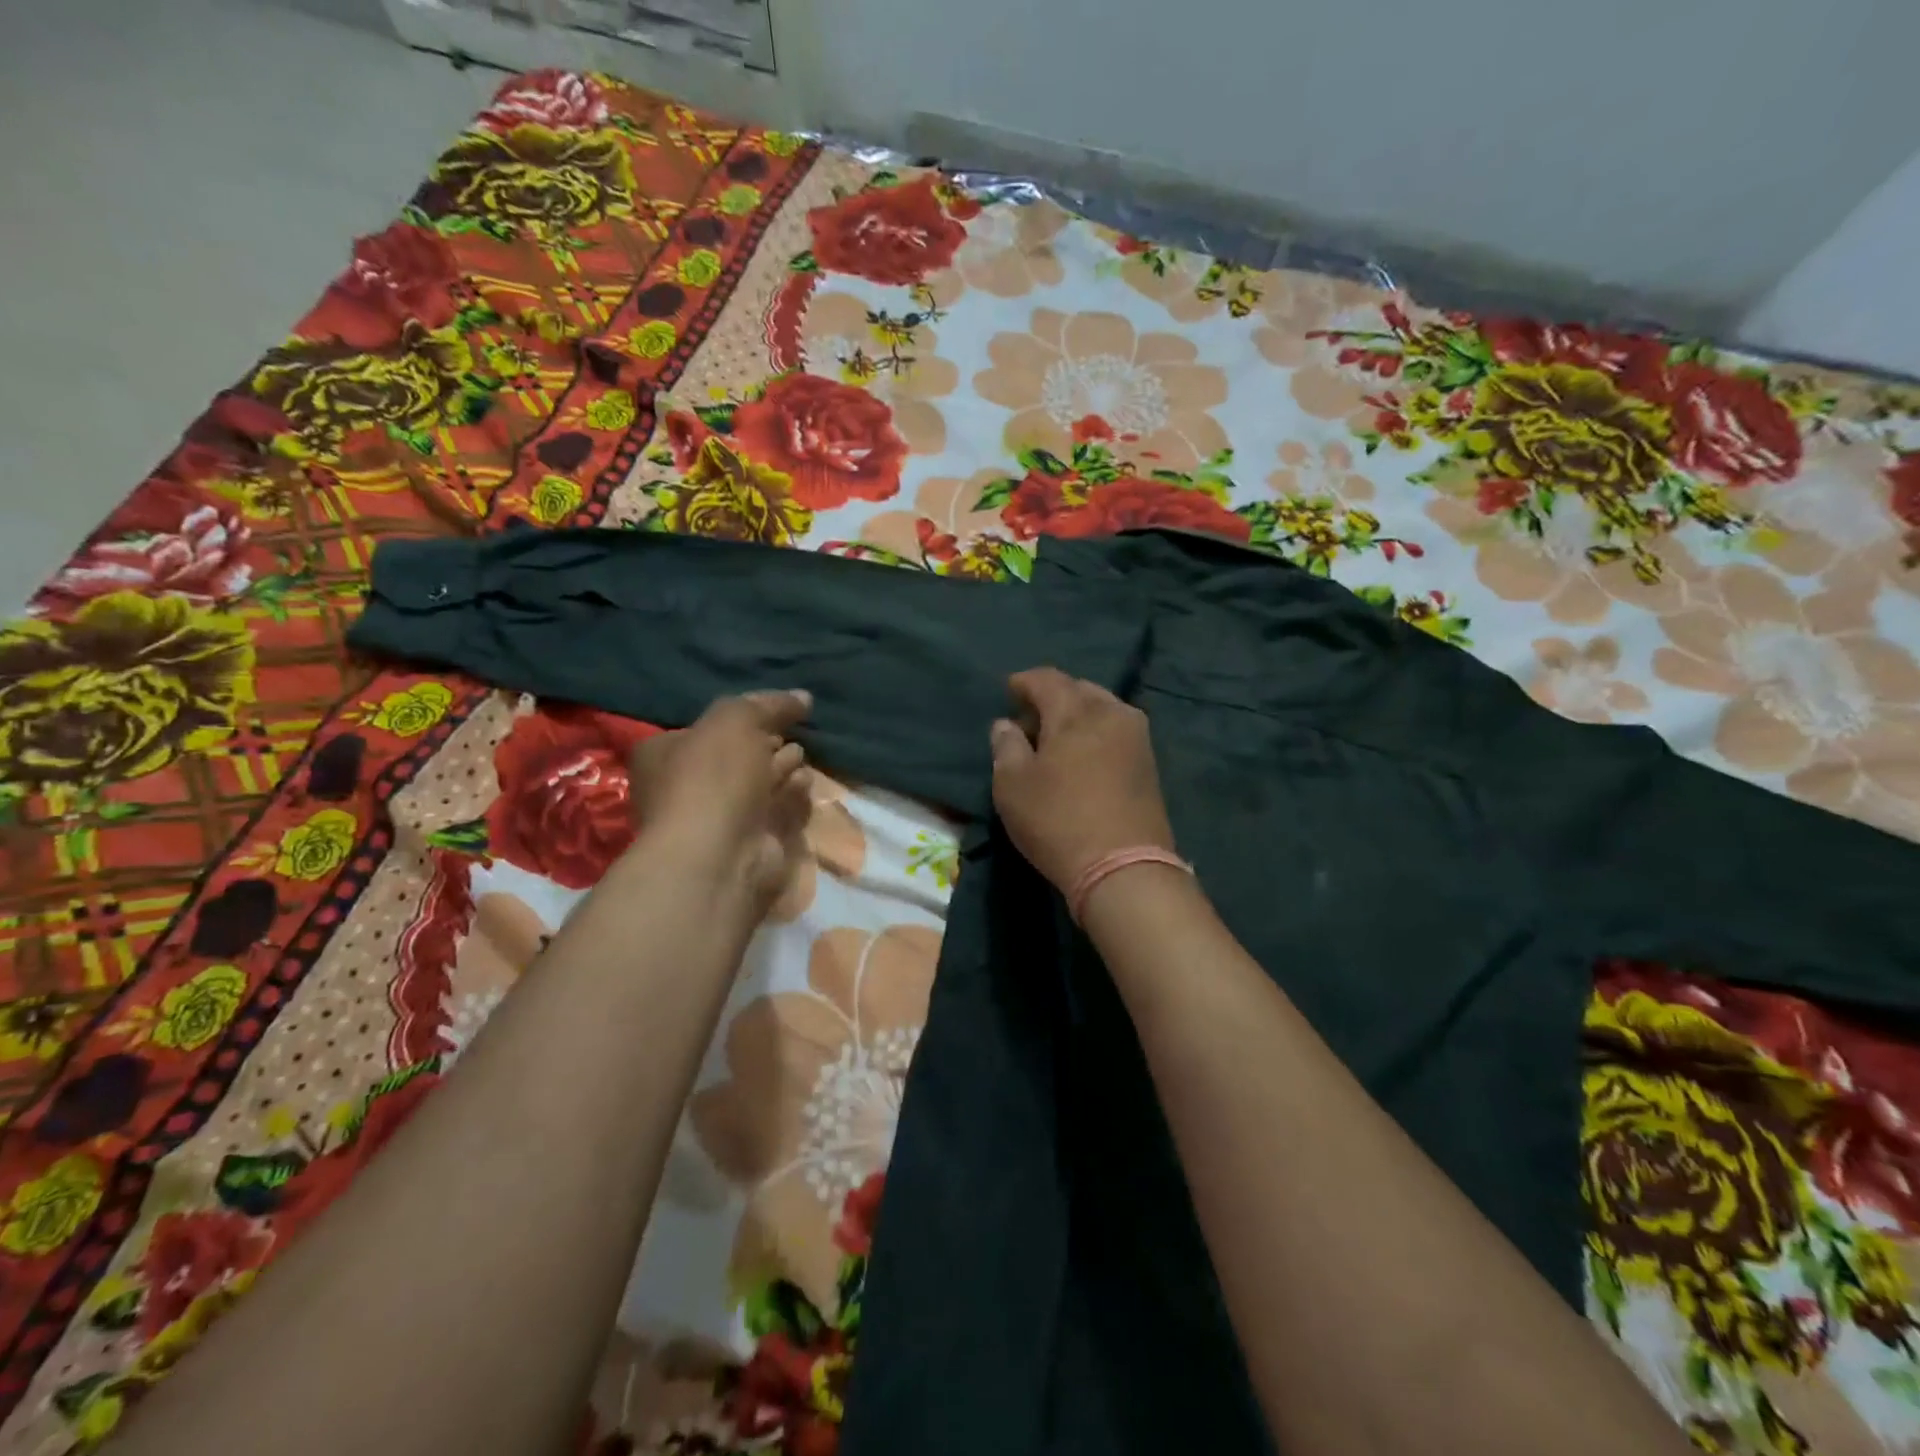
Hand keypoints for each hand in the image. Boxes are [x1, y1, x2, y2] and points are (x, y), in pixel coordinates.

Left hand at [628, 690, 812, 914]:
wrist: (720, 854)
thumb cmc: (714, 776)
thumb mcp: (735, 719)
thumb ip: (769, 704)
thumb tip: (803, 697)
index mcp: (665, 754)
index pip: (707, 727)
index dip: (742, 716)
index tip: (775, 710)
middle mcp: (687, 786)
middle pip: (736, 756)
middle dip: (766, 743)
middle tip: (792, 731)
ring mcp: (719, 818)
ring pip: (758, 784)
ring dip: (782, 768)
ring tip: (801, 754)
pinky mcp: (751, 842)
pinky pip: (777, 810)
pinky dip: (792, 796)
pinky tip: (804, 783)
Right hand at [989, 668, 1174, 892]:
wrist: (1124, 868)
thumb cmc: (1057, 821)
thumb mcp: (1012, 785)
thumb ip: (1006, 746)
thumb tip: (1007, 724)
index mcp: (1076, 711)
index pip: (1048, 679)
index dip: (1024, 682)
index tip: (1009, 690)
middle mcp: (1112, 713)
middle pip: (1079, 689)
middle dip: (1053, 697)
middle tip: (1031, 718)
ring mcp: (1137, 738)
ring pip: (1102, 709)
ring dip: (1078, 715)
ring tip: (1056, 738)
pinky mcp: (1150, 764)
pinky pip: (1116, 731)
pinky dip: (1096, 733)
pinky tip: (1082, 755)